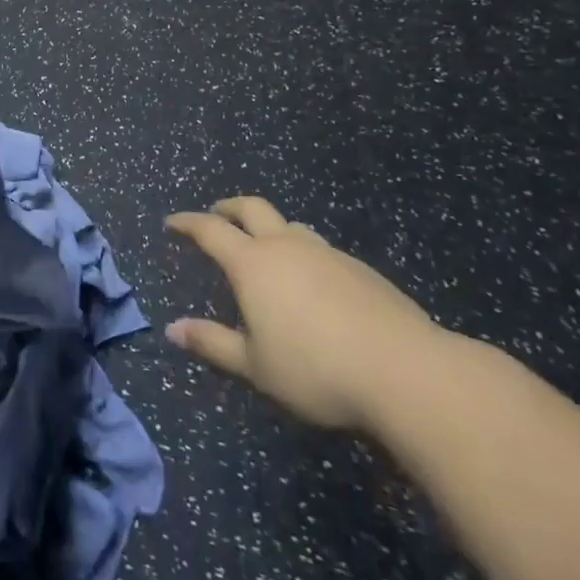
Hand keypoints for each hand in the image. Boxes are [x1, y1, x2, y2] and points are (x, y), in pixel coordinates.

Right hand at [165, 196, 442, 429]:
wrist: (407, 372)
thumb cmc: (316, 370)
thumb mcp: (255, 366)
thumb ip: (213, 343)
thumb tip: (172, 329)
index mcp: (253, 264)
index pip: (211, 230)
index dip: (188, 223)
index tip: (173, 223)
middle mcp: (287, 247)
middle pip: (252, 209)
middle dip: (229, 207)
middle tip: (217, 214)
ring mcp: (328, 254)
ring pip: (291, 226)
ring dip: (271, 228)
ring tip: (267, 248)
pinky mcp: (362, 270)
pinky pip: (322, 249)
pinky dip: (304, 253)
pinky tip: (314, 283)